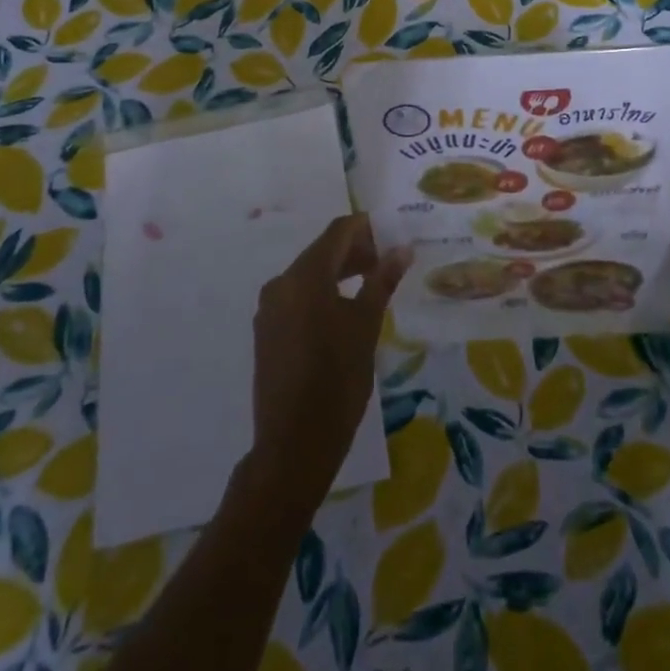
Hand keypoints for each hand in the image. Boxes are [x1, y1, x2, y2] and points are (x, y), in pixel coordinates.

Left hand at [247, 215, 411, 509]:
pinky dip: (322, 293)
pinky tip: (344, 310)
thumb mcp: (366, 326)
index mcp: (305, 276)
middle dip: (355, 250)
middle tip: (388, 261)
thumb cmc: (337, 380)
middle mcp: (281, 283)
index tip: (393, 232)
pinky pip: (297, 297)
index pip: (338, 232)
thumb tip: (402, 249)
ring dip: (340, 272)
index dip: (366, 227)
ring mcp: (269, 309)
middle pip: (322, 251)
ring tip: (372, 284)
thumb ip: (382, 281)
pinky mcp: (267, 331)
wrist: (293, 444)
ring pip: (309, 274)